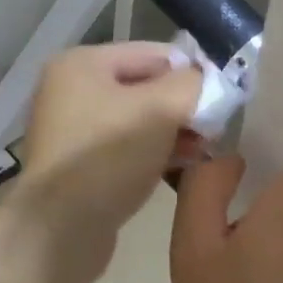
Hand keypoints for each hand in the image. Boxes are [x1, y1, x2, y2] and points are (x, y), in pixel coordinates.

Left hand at [13, 43, 201, 275]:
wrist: (59, 229)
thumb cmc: (108, 156)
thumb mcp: (159, 109)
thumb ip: (192, 85)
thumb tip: (208, 81)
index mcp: (82, 63)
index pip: (154, 54)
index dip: (192, 73)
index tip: (223, 102)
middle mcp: (70, 89)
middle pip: (145, 87)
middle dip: (182, 107)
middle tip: (215, 132)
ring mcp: (71, 129)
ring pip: (137, 121)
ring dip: (172, 133)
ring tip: (204, 152)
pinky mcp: (78, 165)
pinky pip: (125, 149)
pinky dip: (152, 154)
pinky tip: (180, 168)